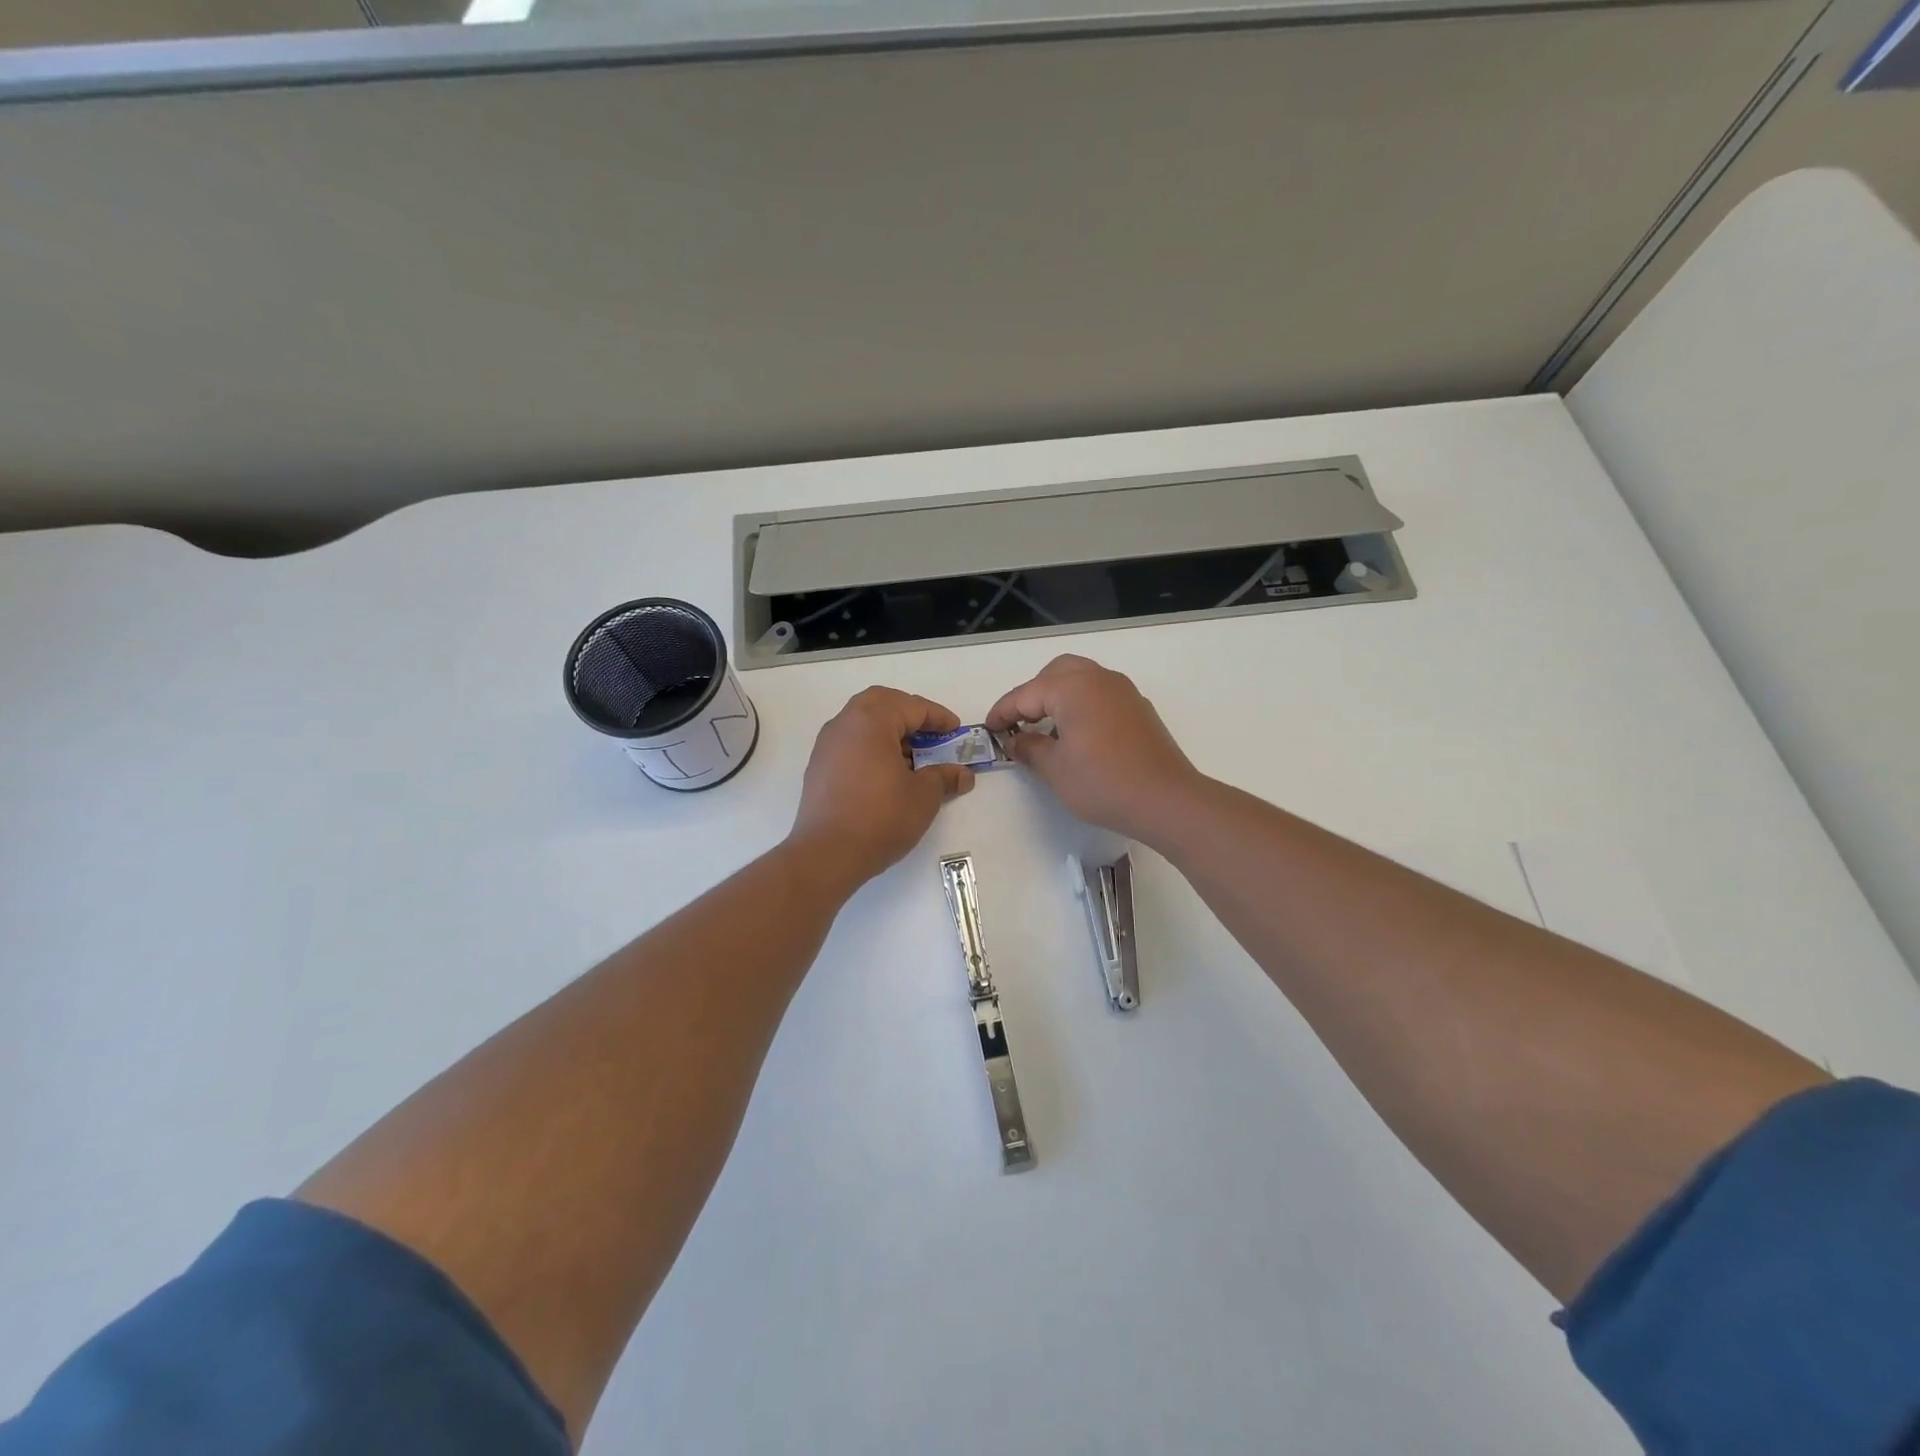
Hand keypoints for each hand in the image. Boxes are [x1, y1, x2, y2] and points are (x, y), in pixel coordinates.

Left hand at [788, 687, 975, 890]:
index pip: (911, 706)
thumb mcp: (923, 796)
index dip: (938, 717)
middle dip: (909, 714)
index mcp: (871, 720)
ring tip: (912, 758)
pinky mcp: (819, 768)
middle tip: (931, 734)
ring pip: (862, 722)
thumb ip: (944, 777)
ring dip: (889, 731)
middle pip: (881, 703)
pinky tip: (887, 775)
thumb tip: (962, 774)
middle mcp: (844, 724)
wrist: (827, 854)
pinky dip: (872, 748)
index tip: (955, 731)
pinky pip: (850, 744)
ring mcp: (826, 746)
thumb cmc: (881, 817)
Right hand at [985, 655, 1201, 841]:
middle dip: (1033, 694)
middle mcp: (1099, 679)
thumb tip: (1015, 740)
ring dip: (1059, 697)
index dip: (1003, 712)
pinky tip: (1078, 736)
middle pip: (1056, 673)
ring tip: (1047, 730)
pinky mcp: (1139, 709)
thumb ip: (1029, 748)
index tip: (989, 729)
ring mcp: (1123, 692)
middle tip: (1019, 723)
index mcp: (1072, 687)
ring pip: (1081, 679)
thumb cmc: (1102, 783)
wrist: (1166, 799)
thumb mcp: (1054, 769)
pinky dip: (1082, 705)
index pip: (1026, 694)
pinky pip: (1100, 694)